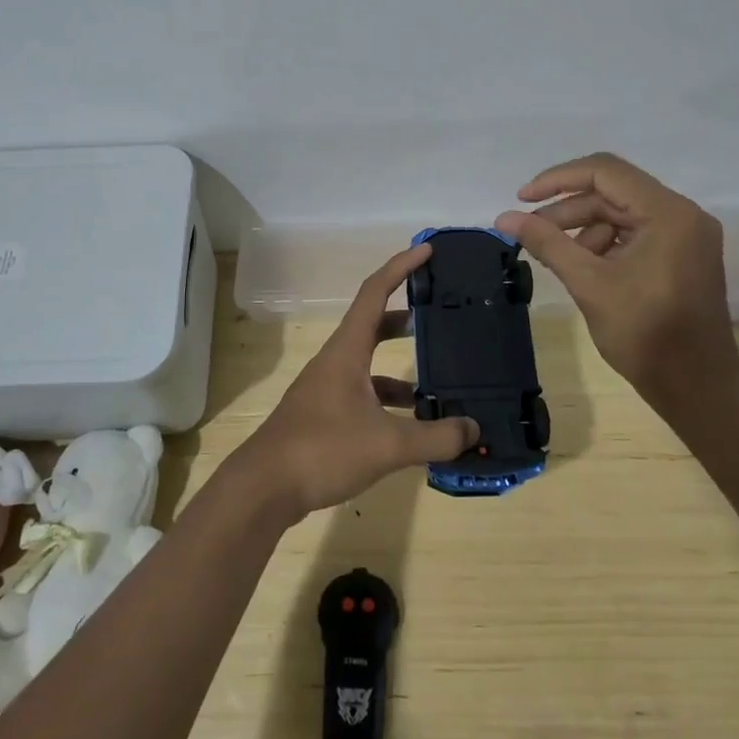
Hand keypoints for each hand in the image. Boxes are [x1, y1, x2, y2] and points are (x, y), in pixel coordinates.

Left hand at [227, 244, 478, 521]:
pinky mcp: (325, 415)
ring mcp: (327, 389)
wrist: (264, 488)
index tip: (428, 250)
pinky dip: (390, 400)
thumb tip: (473, 428)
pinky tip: (413, 423)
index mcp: (347, 350)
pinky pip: (365, 394)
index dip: (401, 267)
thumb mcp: (387, 444)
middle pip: (374, 324)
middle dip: (407, 316)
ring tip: (441, 378)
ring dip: (401, 365)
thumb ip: (435, 436)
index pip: (375, 292)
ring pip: (370, 364)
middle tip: (441, 314)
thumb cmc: (322, 450)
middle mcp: (336, 361)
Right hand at [495, 152, 738, 395]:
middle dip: (567, 210)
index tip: (522, 199)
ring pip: (620, 213)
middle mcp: (682, 214)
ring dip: (582, 229)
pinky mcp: (681, 255)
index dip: (557, 180)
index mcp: (668, 213)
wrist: (697, 388)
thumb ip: (547, 243)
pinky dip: (603, 244)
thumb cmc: (646, 335)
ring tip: (554, 257)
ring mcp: (685, 235)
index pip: (605, 172)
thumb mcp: (589, 285)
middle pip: (612, 192)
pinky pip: (634, 233)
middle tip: (529, 233)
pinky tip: (581, 268)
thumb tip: (504, 217)